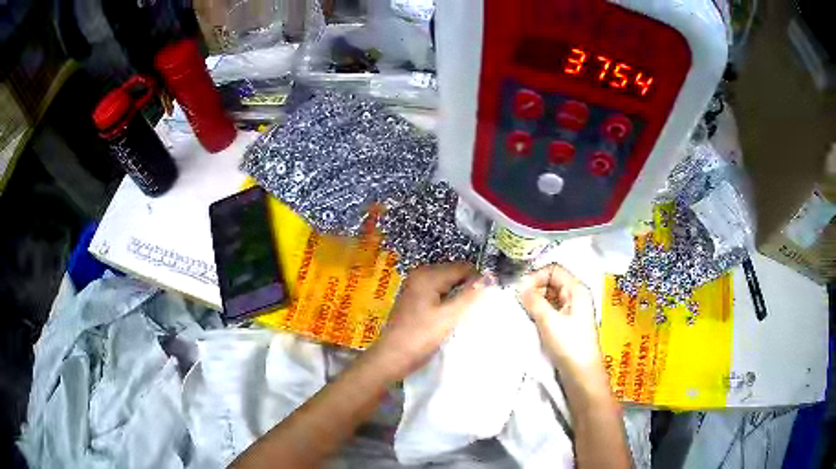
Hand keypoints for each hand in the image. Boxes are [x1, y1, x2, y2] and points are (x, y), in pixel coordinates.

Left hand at [367, 263, 485, 380]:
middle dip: (467, 288)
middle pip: (455, 274)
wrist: (392, 357)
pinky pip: (438, 293)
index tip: (484, 301)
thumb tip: (491, 276)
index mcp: (428, 274)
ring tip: (463, 315)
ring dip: (458, 297)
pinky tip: (451, 317)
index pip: (464, 267)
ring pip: (448, 285)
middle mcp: (421, 274)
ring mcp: (416, 286)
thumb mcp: (449, 316)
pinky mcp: (415, 299)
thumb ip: (470, 295)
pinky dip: (448, 302)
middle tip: (473, 310)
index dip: (477, 282)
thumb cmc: (420, 337)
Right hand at [518, 264, 602, 376]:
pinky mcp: (568, 323)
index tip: (520, 290)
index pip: (553, 270)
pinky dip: (540, 311)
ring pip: (550, 296)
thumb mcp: (549, 321)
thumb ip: (534, 301)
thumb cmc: (569, 344)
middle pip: (552, 281)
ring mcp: (572, 310)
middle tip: (519, 302)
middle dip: (534, 288)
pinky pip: (552, 309)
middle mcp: (576, 296)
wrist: (582, 373)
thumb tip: (520, 286)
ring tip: (524, 312)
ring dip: (536, 301)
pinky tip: (531, 320)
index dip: (536, 276)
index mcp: (577, 289)